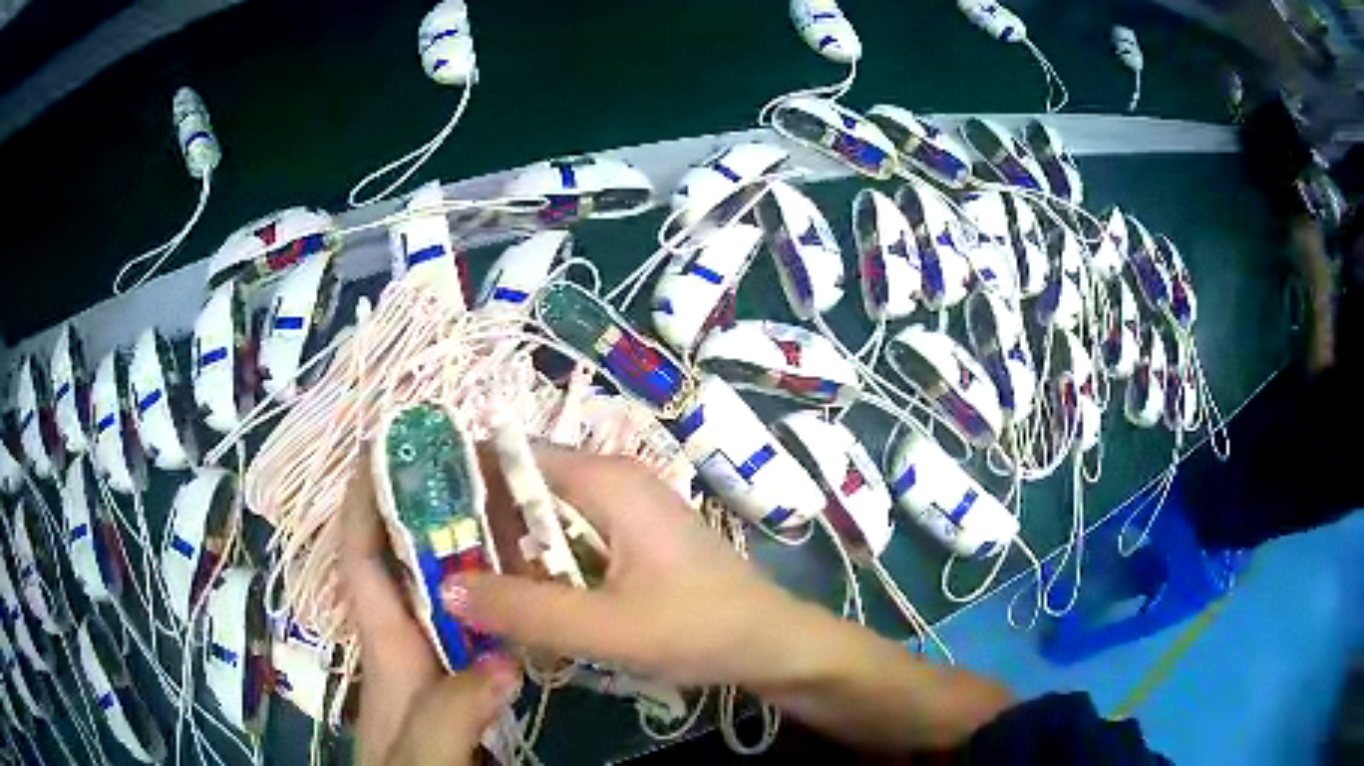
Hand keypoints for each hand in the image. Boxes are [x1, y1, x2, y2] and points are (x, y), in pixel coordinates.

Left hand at [340, 458, 520, 765]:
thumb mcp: (424, 750)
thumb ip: (452, 710)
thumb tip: (503, 658)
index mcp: (384, 644)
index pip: (361, 560)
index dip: (362, 503)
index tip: (380, 450)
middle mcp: (403, 641)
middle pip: (401, 562)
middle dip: (416, 508)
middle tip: (459, 464)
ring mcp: (431, 660)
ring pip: (439, 589)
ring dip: (458, 547)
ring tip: (497, 506)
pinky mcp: (458, 679)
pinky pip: (469, 622)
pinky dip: (487, 595)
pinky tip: (521, 587)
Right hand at [444, 446, 1012, 752]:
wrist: (770, 643)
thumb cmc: (699, 628)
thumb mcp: (607, 629)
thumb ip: (525, 610)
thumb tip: (447, 586)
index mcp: (604, 480)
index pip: (509, 457)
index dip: (459, 481)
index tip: (417, 518)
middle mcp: (609, 481)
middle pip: (520, 490)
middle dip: (479, 529)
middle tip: (436, 570)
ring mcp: (621, 511)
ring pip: (541, 522)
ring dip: (508, 556)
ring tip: (468, 593)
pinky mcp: (628, 540)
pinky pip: (566, 544)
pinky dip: (539, 569)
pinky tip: (523, 605)